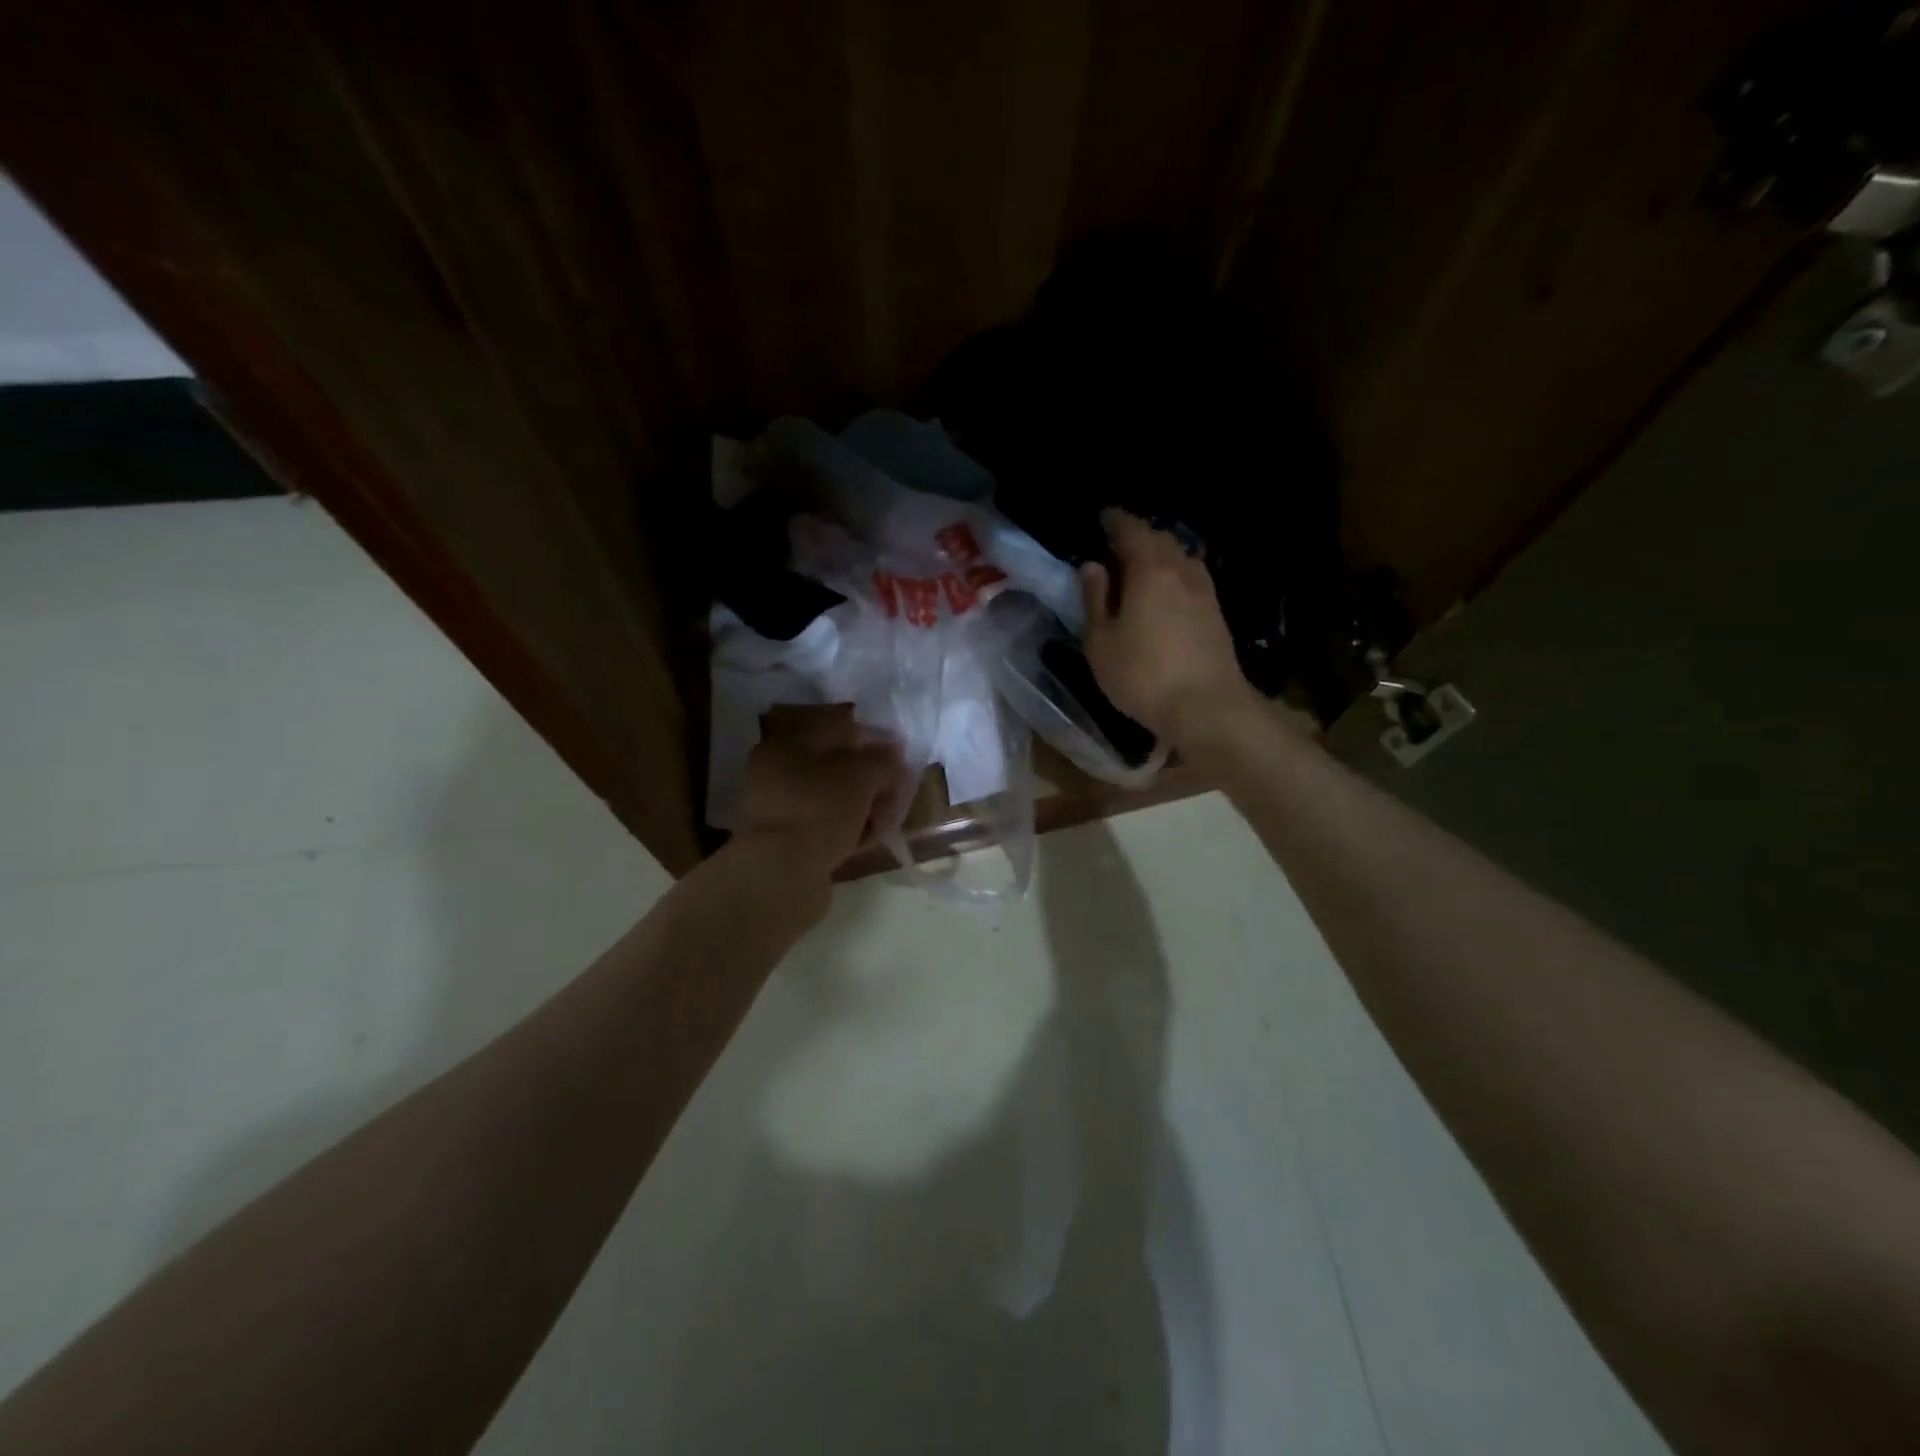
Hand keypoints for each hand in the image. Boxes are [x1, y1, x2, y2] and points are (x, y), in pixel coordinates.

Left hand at [739, 704, 903, 871]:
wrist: (781, 874)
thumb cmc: (820, 809)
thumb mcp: (861, 776)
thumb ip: (882, 759)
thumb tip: (894, 750)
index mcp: (786, 744)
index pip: (837, 729)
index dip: (872, 739)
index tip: (898, 756)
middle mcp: (776, 772)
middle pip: (835, 766)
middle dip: (870, 777)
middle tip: (896, 790)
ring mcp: (780, 808)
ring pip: (832, 797)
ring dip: (862, 804)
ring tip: (886, 818)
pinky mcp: (787, 840)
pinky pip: (826, 824)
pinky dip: (848, 827)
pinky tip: (869, 838)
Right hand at [1079, 509, 1254, 745]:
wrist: (1206, 706)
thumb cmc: (1143, 675)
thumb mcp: (1102, 642)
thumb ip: (1095, 599)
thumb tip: (1092, 566)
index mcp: (1149, 570)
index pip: (1131, 530)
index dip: (1116, 520)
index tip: (1103, 516)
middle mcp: (1181, 570)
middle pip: (1160, 539)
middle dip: (1139, 534)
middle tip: (1118, 540)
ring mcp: (1204, 591)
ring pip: (1180, 557)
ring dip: (1161, 553)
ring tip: (1142, 563)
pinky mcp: (1216, 613)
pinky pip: (1192, 577)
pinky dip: (1175, 572)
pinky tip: (1168, 589)